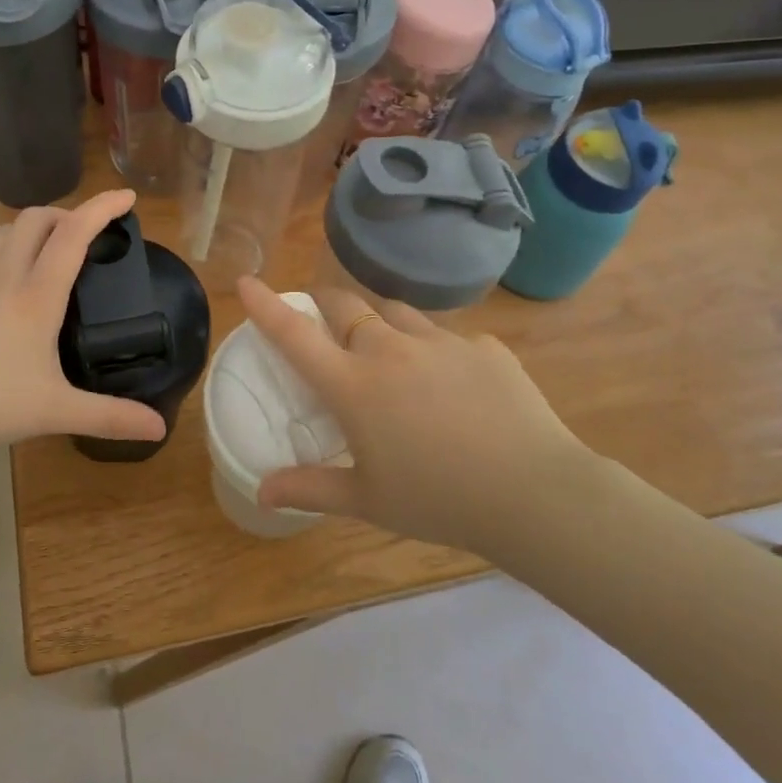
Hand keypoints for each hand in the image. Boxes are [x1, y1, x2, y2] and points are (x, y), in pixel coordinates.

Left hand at [0, 190, 168, 454]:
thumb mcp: (55, 412)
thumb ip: (109, 416)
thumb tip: (159, 428)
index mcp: (36, 296)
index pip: (74, 234)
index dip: (103, 208)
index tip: (127, 196)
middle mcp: (4, 277)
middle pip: (35, 219)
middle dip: (67, 213)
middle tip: (89, 233)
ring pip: (4, 232)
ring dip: (33, 228)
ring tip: (51, 250)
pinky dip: (4, 253)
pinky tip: (5, 283)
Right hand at [237, 278, 626, 556]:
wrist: (534, 493)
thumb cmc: (437, 501)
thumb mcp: (366, 500)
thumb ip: (309, 488)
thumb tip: (260, 491)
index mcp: (354, 385)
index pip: (295, 335)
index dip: (266, 306)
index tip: (246, 281)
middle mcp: (391, 350)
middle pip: (346, 306)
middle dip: (328, 308)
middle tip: (329, 328)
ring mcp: (441, 342)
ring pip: (397, 314)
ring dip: (381, 326)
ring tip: (392, 358)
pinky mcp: (484, 347)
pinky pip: (448, 338)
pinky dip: (436, 353)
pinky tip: (455, 388)